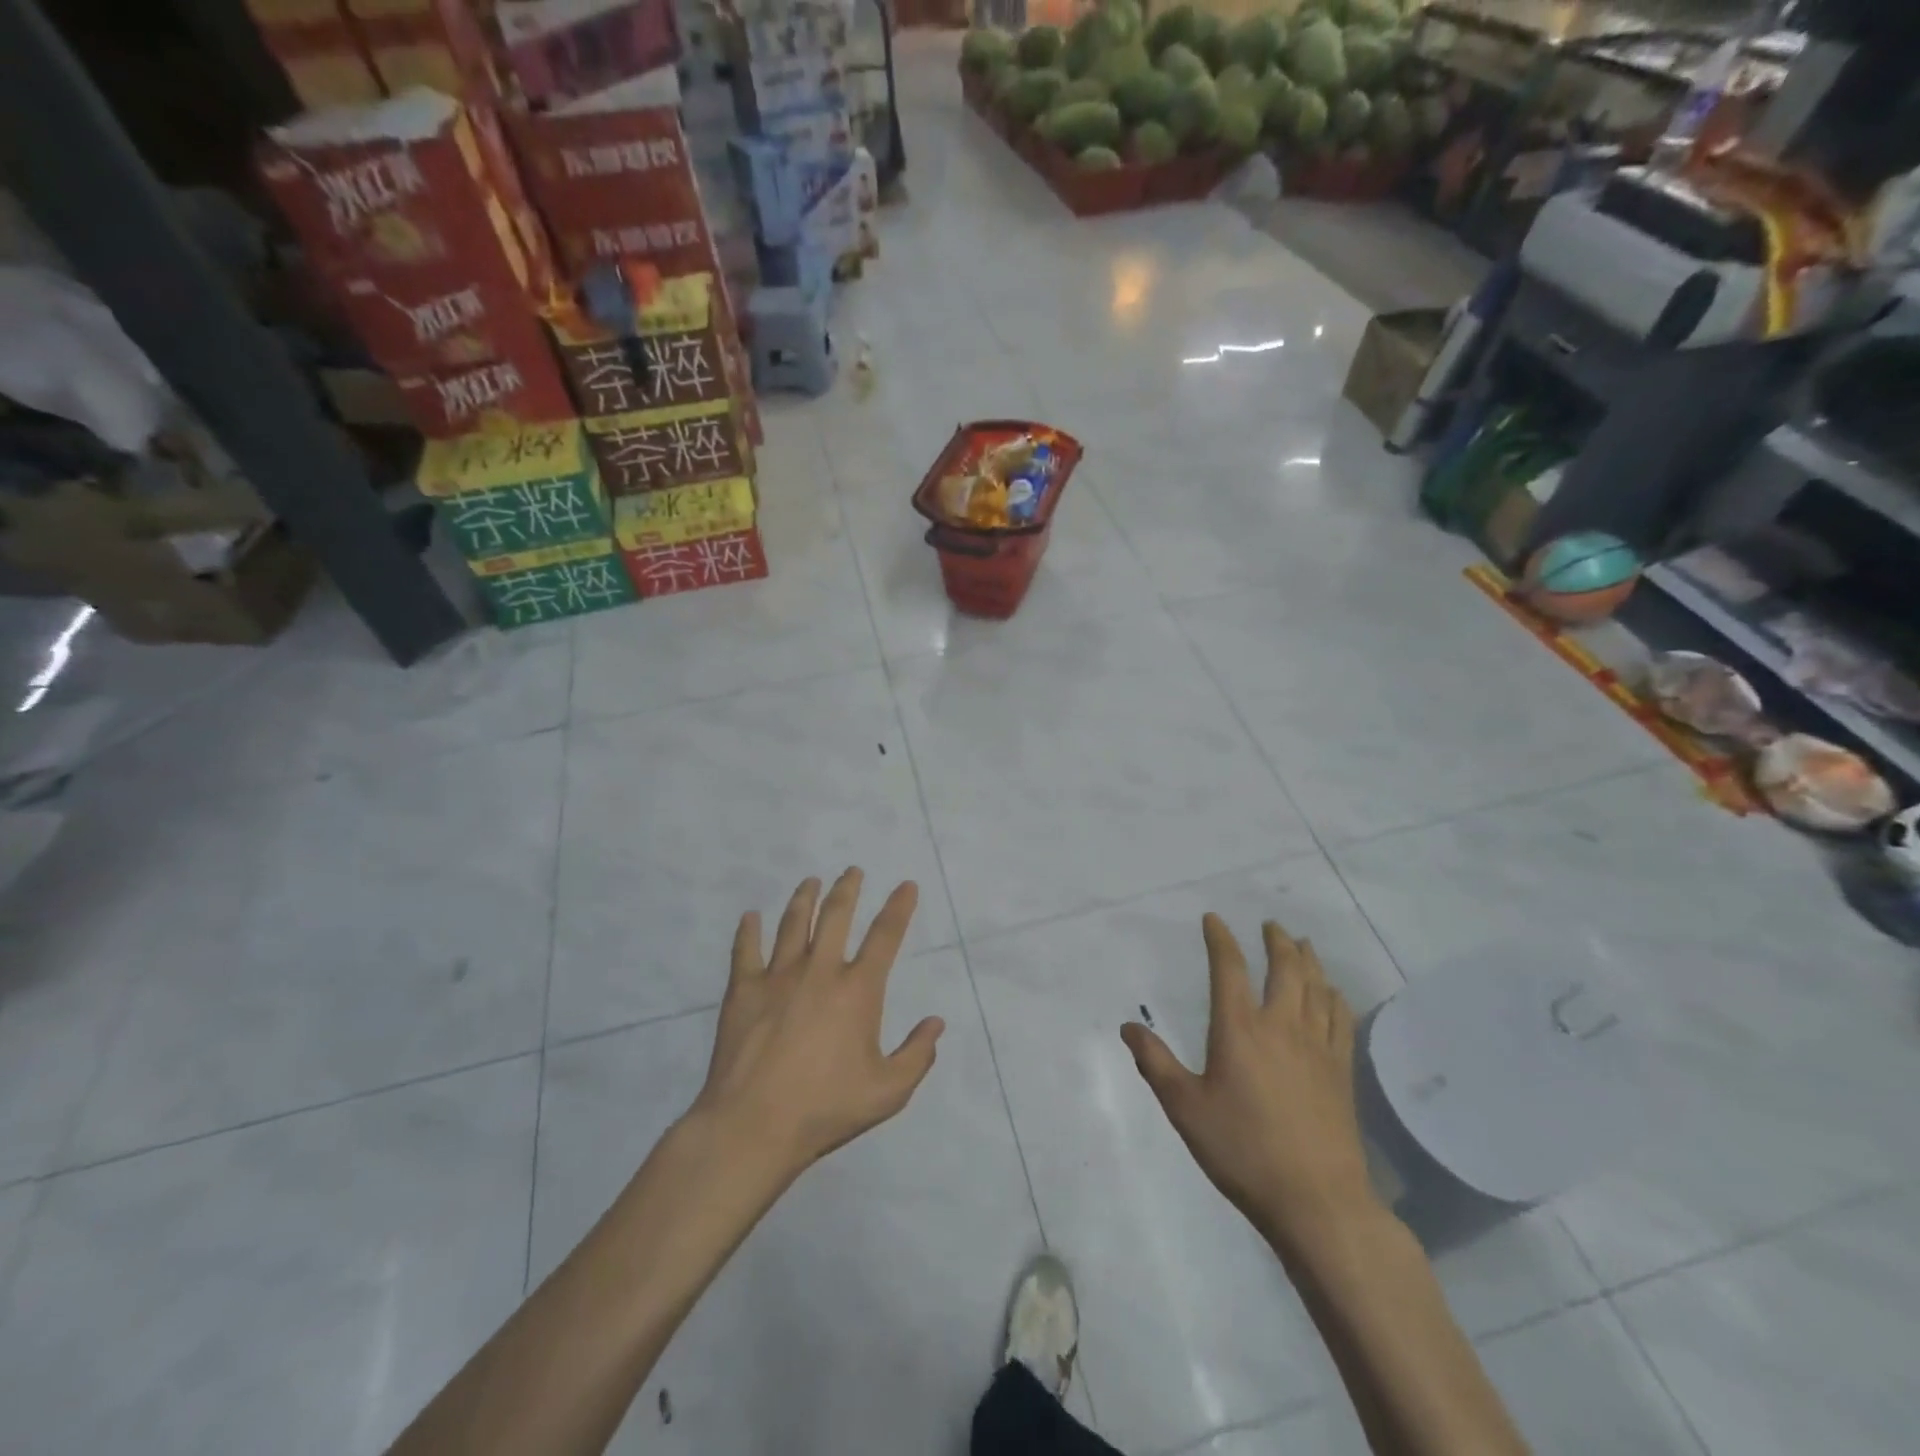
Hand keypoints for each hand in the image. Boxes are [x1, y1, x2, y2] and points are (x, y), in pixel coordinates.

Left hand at [692, 869, 943, 1182]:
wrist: (753, 1125)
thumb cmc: (825, 1108)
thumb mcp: (887, 1092)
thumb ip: (917, 1056)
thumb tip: (936, 1023)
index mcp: (857, 990)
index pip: (885, 936)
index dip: (899, 907)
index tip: (906, 885)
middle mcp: (820, 971)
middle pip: (835, 916)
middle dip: (846, 889)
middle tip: (852, 871)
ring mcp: (778, 977)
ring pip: (792, 924)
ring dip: (803, 898)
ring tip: (810, 881)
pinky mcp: (743, 990)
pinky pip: (745, 950)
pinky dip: (748, 930)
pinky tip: (749, 916)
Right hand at [1122, 915, 1377, 1253]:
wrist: (1317, 1201)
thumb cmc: (1242, 1150)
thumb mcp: (1185, 1108)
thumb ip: (1155, 1064)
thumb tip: (1128, 1027)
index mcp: (1239, 1029)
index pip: (1230, 968)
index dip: (1220, 939)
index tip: (1214, 919)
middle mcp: (1281, 1026)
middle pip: (1285, 969)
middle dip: (1276, 941)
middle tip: (1271, 925)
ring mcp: (1317, 1047)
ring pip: (1317, 988)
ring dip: (1308, 961)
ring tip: (1302, 945)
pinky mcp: (1341, 1071)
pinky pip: (1340, 1020)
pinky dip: (1335, 998)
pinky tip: (1333, 995)